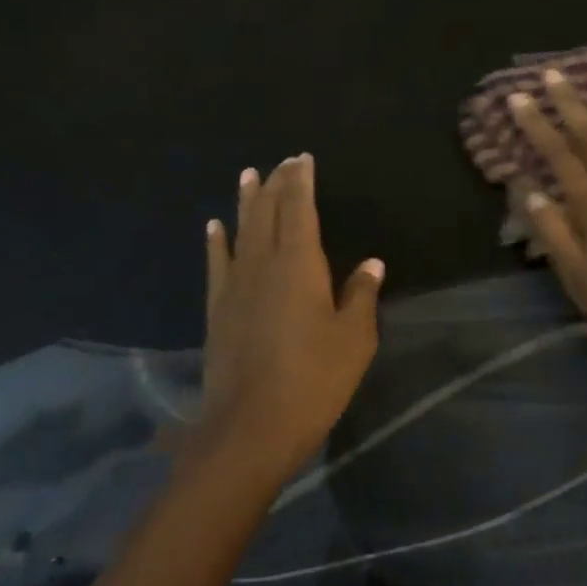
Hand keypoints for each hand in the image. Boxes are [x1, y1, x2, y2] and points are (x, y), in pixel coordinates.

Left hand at [197, 155, 384, 481]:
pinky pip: (217, 263)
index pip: (300, 208)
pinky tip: (214, 226)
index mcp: (300, 264)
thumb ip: (360, 296)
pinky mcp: (217, 308)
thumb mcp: (353, 340)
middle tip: (281, 161)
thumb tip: (372, 264)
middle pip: (269, 212)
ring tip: (248, 175)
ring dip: (246, 201)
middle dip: (276, 183)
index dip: (301, 181)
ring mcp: (235, 285)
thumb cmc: (314, 380)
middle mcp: (264, 263)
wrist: (251, 426)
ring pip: (242, 230)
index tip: (302, 158)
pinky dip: (216, 241)